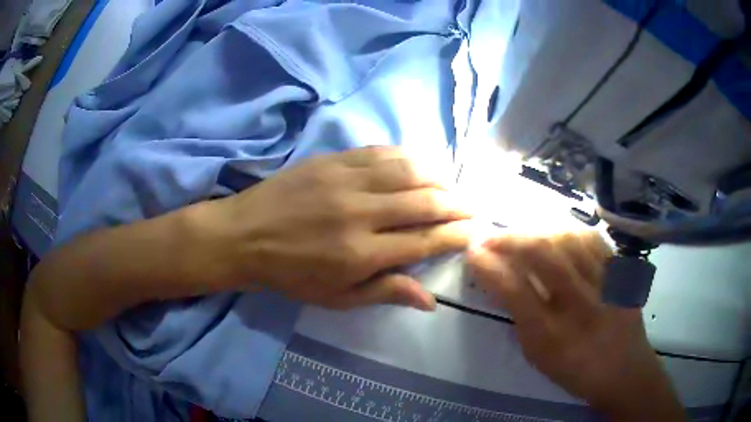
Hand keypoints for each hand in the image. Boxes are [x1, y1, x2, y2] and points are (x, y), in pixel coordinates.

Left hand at [207, 146, 472, 309]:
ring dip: (439, 176)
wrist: (245, 235)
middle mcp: (361, 212)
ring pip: (409, 170)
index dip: (456, 235)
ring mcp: (347, 180)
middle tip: (472, 206)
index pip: (425, 240)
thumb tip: (430, 300)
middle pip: (425, 201)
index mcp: (362, 253)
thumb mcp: (336, 297)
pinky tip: (420, 162)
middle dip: (457, 204)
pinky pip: (382, 152)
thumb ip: (385, 292)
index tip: (474, 231)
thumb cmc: (291, 274)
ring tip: (452, 184)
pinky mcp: (334, 160)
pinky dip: (408, 156)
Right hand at [467, 232, 684, 420]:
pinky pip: (594, 239)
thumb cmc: (575, 370)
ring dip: (538, 231)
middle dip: (510, 238)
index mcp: (553, 336)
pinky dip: (570, 231)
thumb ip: (520, 317)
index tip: (473, 250)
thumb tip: (501, 279)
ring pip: (568, 239)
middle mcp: (581, 306)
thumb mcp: (539, 355)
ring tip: (522, 233)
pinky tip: (558, 234)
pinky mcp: (622, 274)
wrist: (624, 370)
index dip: (490, 265)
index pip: (515, 291)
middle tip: (491, 233)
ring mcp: (606, 285)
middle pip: (543, 255)